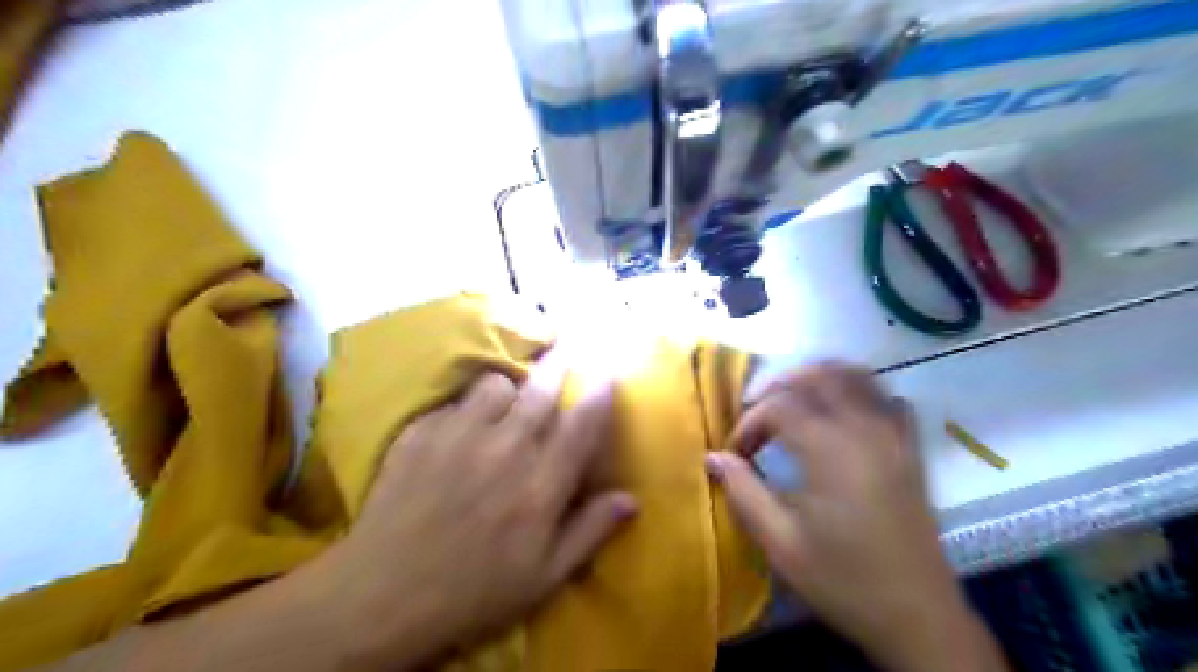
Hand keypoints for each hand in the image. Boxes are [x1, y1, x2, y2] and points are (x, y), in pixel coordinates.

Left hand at [317, 354, 635, 668]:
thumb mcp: (544, 576)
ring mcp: (460, 435)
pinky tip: (459, 428)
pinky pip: (453, 402)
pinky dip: (464, 409)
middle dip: (559, 364)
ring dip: (508, 388)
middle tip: (566, 348)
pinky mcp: (421, 433)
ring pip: (496, 384)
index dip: (600, 395)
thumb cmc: (474, 591)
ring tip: (505, 399)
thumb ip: (590, 531)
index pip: (582, 425)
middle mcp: (506, 448)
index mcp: (541, 484)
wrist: (383, 595)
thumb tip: (630, 499)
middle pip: (542, 389)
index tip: (607, 374)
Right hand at [704, 361, 1003, 671]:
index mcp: (830, 449)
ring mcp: (894, 436)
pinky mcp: (911, 451)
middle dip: (780, 385)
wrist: (919, 618)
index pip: (779, 406)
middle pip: (819, 374)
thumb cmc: (843, 580)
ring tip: (794, 402)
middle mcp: (865, 429)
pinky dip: (859, 394)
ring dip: (819, 379)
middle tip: (758, 414)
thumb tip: (714, 457)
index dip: (749, 423)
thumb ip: (744, 492)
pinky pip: (887, 400)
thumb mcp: (780, 542)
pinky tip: (843, 417)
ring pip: (857, 377)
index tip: (735, 454)